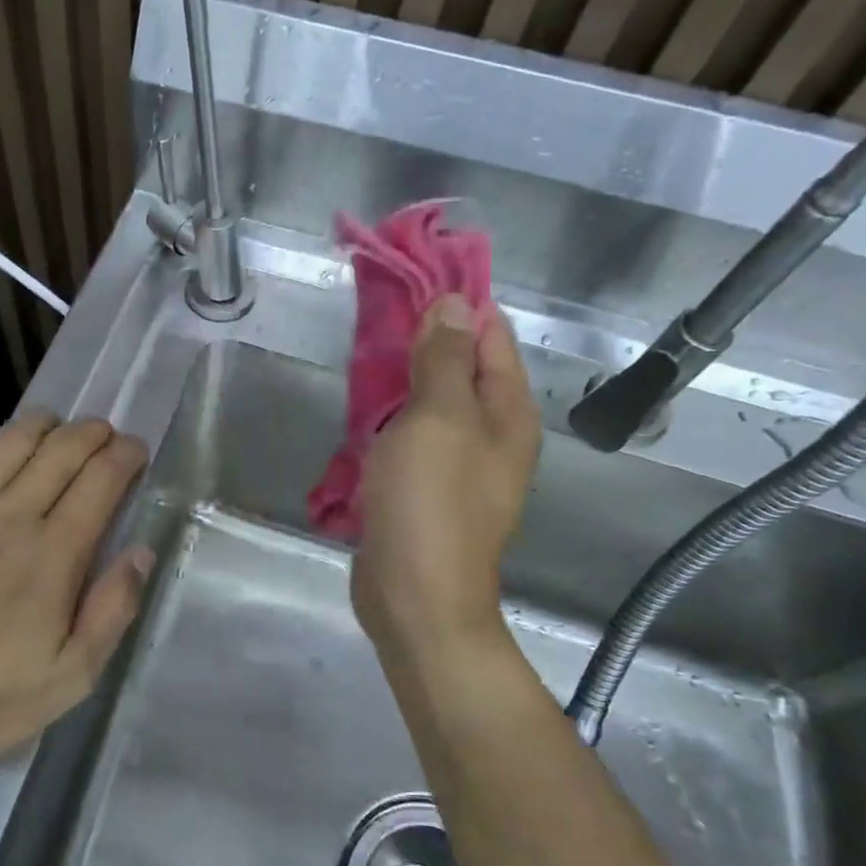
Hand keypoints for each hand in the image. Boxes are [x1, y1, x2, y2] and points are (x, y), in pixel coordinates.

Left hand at [0, 412, 151, 763]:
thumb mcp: (68, 677)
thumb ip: (111, 611)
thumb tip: (140, 553)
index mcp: (53, 552)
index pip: (101, 479)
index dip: (125, 455)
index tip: (136, 450)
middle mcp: (11, 513)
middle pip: (62, 448)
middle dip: (93, 431)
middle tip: (106, 434)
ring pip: (13, 440)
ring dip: (46, 425)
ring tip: (59, 428)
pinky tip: (0, 452)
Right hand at [352, 297, 540, 663]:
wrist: (415, 597)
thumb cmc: (431, 503)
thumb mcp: (439, 419)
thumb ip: (446, 359)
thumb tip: (453, 303)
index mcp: (507, 410)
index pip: (489, 333)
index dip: (455, 298)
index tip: (411, 268)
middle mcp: (489, 431)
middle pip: (458, 364)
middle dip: (421, 333)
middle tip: (373, 304)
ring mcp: (455, 461)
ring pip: (428, 398)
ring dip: (400, 373)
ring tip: (360, 344)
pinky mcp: (422, 485)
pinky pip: (407, 433)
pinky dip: (386, 412)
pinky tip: (358, 403)